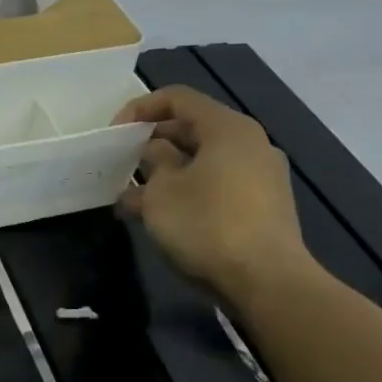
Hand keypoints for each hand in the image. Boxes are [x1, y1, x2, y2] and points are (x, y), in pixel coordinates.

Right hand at [114, 86, 316, 306]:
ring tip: (134, 197)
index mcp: (228, 128)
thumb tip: (155, 154)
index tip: (114, 133)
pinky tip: (162, 217)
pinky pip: (218, 185)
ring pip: (204, 161)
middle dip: (152, 144)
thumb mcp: (161, 192)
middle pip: (193, 129)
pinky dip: (189, 191)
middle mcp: (251, 144)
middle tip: (122, 163)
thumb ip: (153, 163)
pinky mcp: (264, 207)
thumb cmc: (207, 225)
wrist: (268, 282)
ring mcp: (262, 177)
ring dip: (167, 173)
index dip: (140, 109)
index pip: (178, 98)